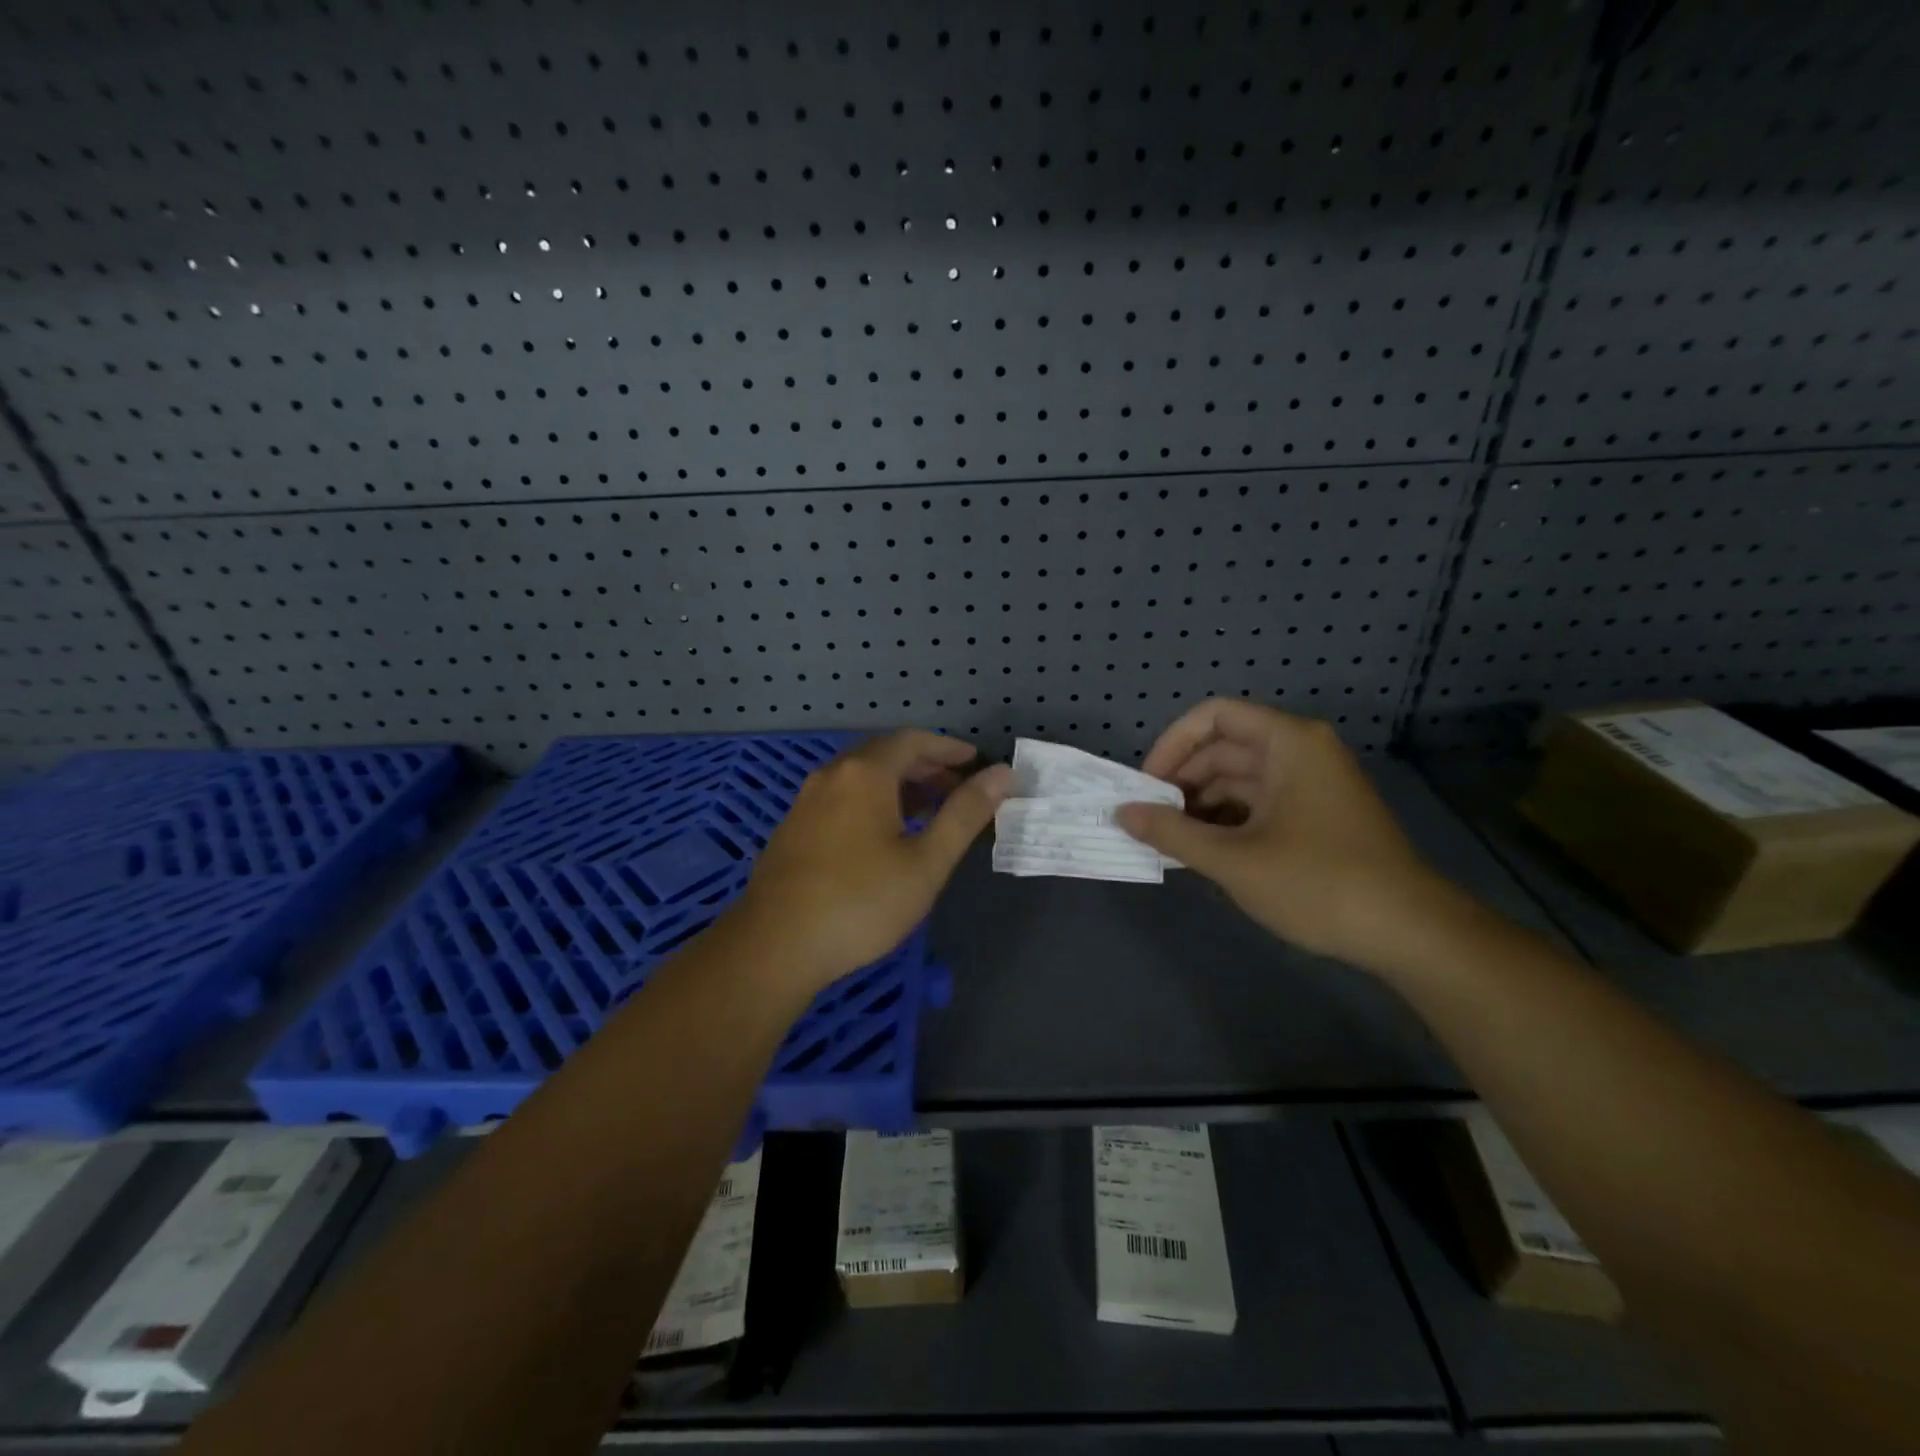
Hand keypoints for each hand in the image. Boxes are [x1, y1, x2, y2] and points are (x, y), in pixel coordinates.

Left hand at [735, 731, 1011, 993]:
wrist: (775, 946)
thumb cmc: (861, 902)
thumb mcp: (926, 861)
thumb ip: (965, 814)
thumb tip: (1002, 774)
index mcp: (865, 773)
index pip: (913, 741)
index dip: (948, 748)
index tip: (976, 762)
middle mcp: (832, 775)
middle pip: (885, 754)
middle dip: (926, 766)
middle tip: (959, 788)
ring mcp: (807, 801)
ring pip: (862, 777)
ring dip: (900, 785)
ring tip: (930, 810)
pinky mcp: (794, 828)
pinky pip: (843, 797)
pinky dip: (874, 801)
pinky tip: (886, 834)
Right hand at [1116, 700, 1461, 973]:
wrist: (1409, 933)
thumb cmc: (1318, 883)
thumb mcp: (1234, 860)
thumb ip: (1172, 833)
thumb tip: (1122, 813)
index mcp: (1288, 743)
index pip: (1213, 717)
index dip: (1172, 744)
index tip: (1146, 786)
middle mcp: (1300, 752)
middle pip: (1223, 749)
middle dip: (1182, 781)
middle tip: (1150, 820)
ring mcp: (1311, 785)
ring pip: (1239, 780)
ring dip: (1201, 805)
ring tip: (1171, 841)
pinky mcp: (1316, 816)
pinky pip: (1258, 804)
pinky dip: (1227, 822)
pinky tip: (1204, 852)